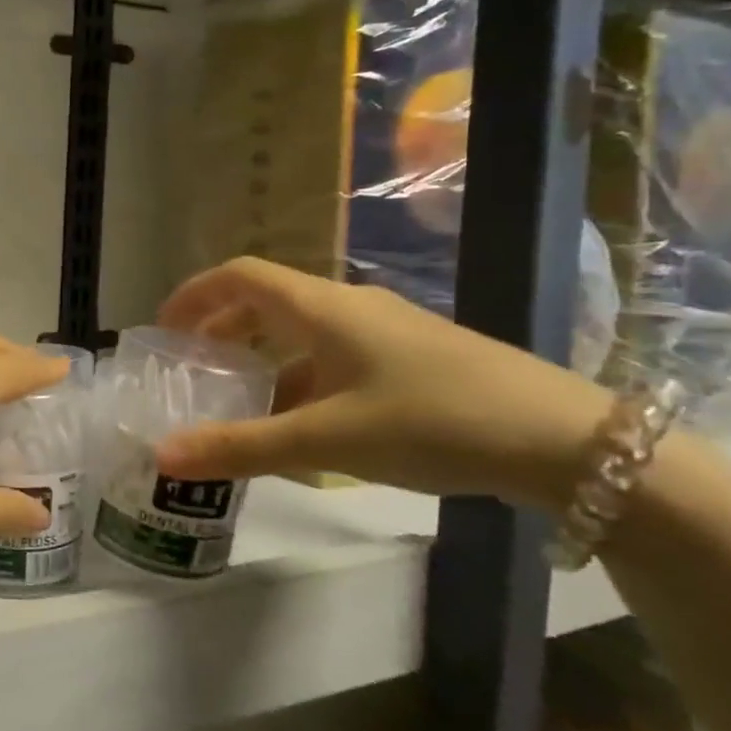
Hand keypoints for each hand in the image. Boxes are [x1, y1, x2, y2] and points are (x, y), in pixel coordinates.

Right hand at [152, 258, 611, 509]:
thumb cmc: (433, 421)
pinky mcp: (414, 358)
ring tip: (241, 402)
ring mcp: (387, 331)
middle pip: (267, 301)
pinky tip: (307, 424)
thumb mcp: (327, 440)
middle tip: (193, 368)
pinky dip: (303, 378)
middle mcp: (350, 306)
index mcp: (322, 307)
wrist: (568, 441)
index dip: (195, 294)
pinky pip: (336, 356)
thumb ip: (241, 447)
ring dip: (263, 358)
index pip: (240, 275)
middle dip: (223, 328)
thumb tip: (161, 455)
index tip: (163, 329)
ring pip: (304, 332)